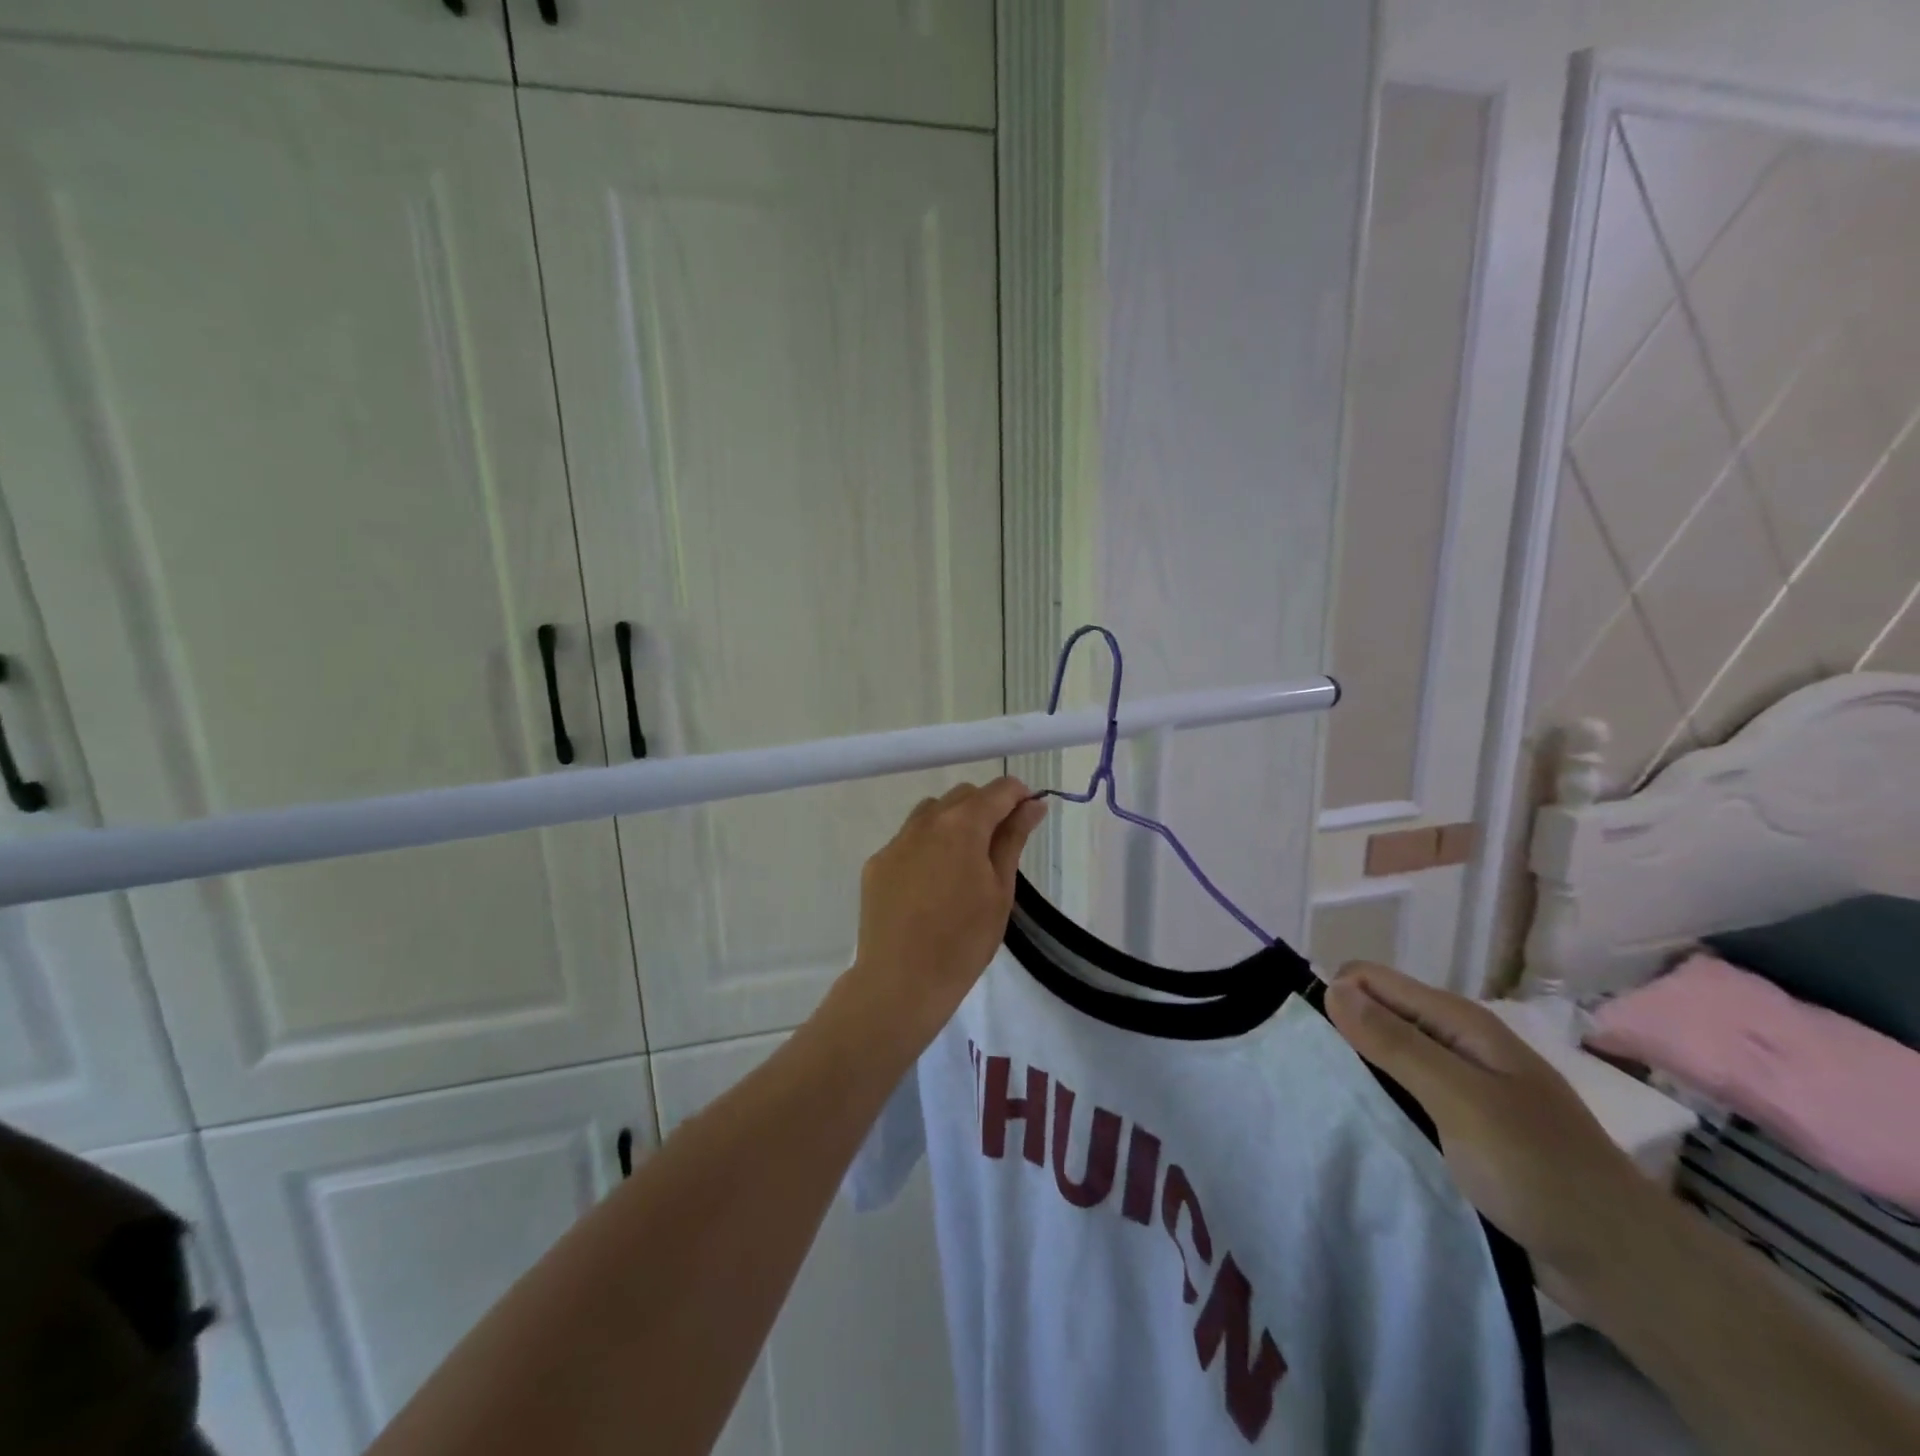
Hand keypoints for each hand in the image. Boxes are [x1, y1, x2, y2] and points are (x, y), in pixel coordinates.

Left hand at [841, 778, 1047, 1051]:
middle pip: (962, 795)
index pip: (997, 791)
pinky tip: (932, 883)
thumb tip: (1032, 804)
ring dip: (954, 821)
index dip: (1018, 795)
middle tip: (1001, 844)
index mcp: (962, 825)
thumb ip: (1013, 839)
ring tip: (964, 861)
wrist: (900, 981)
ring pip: (931, 812)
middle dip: (986, 807)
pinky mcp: (877, 864)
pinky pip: (908, 839)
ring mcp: (896, 842)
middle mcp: (925, 822)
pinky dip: (927, 846)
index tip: (1029, 812)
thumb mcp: (1000, 890)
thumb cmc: (964, 940)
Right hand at [1325, 963, 1658, 1306]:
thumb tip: (1333, 986)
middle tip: (1308, 1074)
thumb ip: (1395, 1042)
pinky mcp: (1461, 1127)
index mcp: (1459, 1022)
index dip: (1335, 997)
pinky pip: (1404, 1098)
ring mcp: (1461, 1087)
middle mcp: (1456, 1044)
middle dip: (1341, 1034)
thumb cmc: (1539, 1170)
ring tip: (1322, 1099)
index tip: (1306, 1038)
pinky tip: (1360, 1126)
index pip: (1370, 980)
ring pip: (1387, 1059)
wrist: (1622, 1265)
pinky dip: (1379, 1104)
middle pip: (1377, 1016)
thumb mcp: (1460, 1099)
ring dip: (1357, 1072)